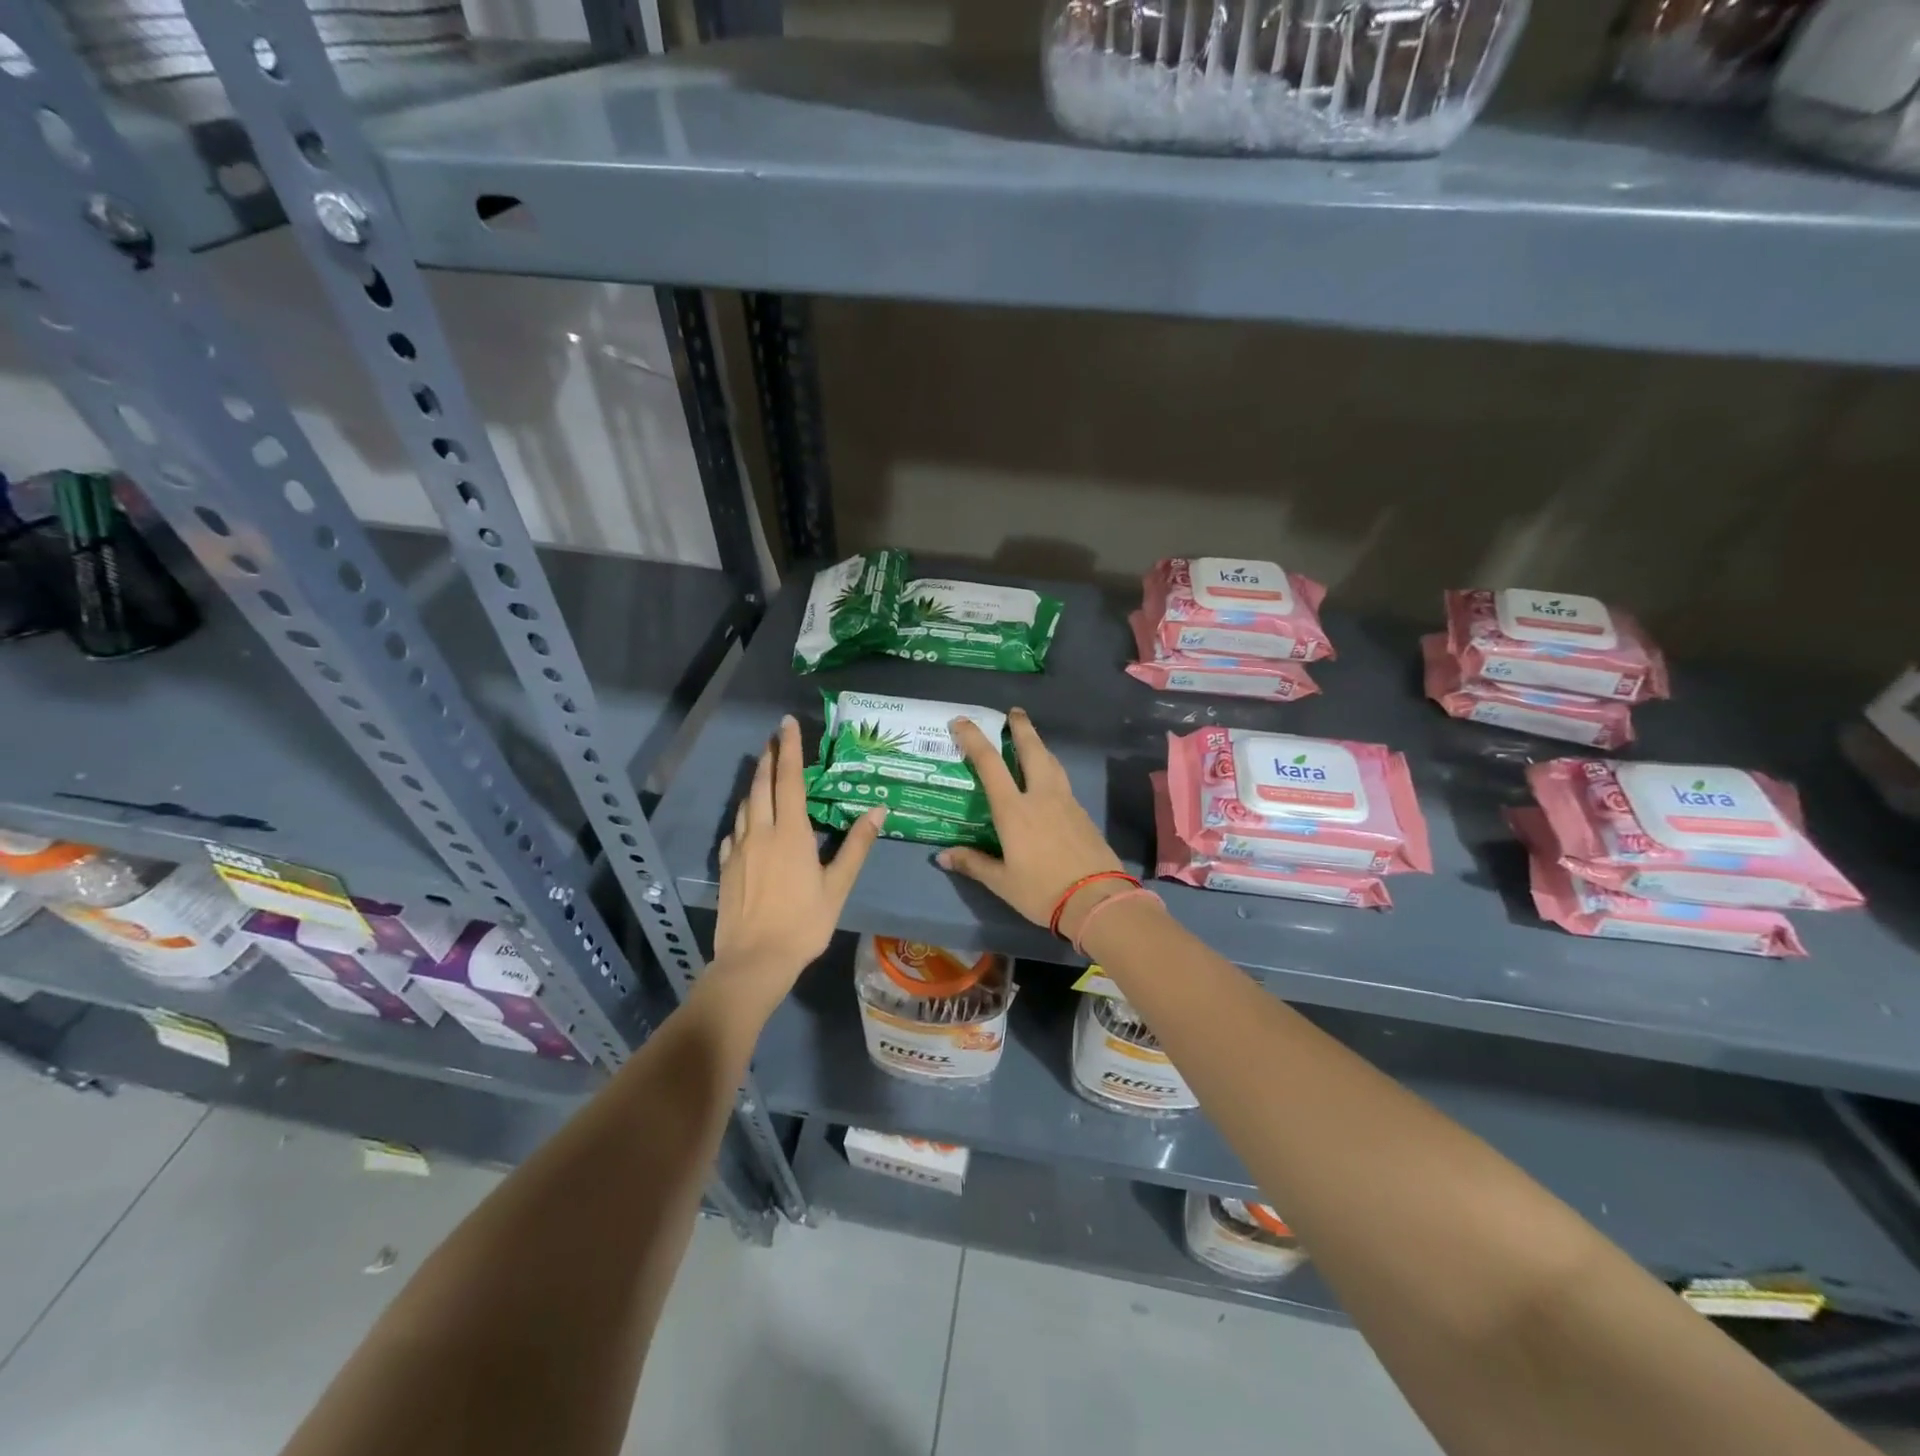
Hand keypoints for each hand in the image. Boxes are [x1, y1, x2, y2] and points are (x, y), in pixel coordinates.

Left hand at [715, 716, 881, 991]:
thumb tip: (879, 809)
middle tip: (774, 738)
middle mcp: (760, 832)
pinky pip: (734, 832)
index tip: (786, 723)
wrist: (754, 961)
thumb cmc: (803, 923)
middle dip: (769, 758)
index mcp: (790, 833)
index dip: (790, 749)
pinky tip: (747, 824)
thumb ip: (856, 845)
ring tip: (764, 774)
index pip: (790, 780)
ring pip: (745, 806)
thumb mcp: (838, 886)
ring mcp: (738, 850)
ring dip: (755, 785)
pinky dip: (743, 818)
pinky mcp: (726, 868)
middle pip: (762, 786)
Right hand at [938, 708, 1128, 942]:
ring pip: (1052, 762)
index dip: (974, 738)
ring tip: (1031, 739)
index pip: (990, 764)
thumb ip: (973, 864)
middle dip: (1021, 727)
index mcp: (1014, 810)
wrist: (1097, 900)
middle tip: (1014, 712)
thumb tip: (943, 856)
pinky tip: (1048, 778)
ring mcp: (1066, 802)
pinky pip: (1062, 780)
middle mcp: (1040, 796)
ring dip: (1039, 745)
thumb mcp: (1002, 882)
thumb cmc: (1042, 890)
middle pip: (1031, 750)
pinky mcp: (1082, 813)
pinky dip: (1051, 768)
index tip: (962, 721)